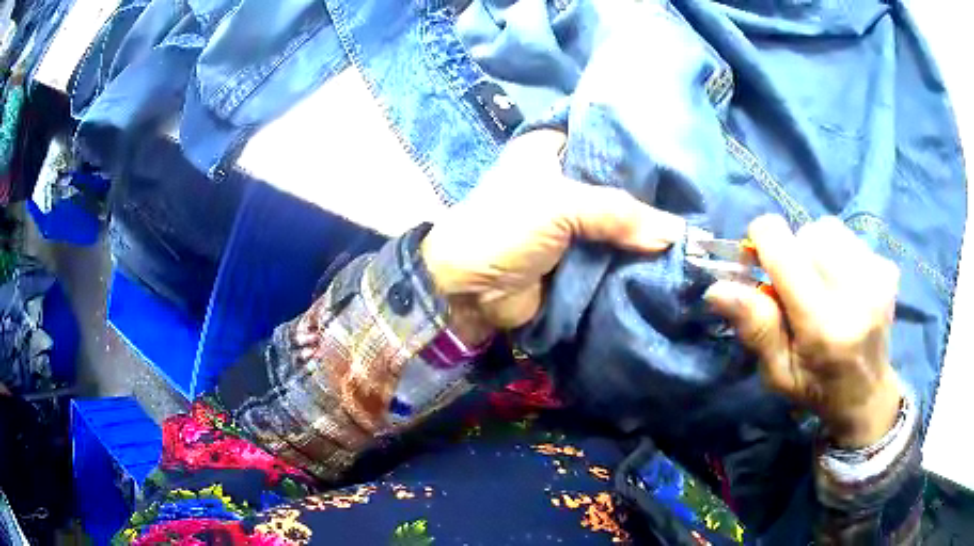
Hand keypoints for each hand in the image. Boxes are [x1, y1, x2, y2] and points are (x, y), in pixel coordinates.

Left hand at [421, 130, 685, 341]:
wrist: (470, 291)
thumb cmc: (504, 228)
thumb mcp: (560, 205)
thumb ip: (620, 213)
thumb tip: (677, 234)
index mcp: (552, 150)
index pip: (606, 140)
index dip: (641, 151)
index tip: (682, 159)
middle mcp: (566, 179)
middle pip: (619, 183)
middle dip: (652, 195)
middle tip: (697, 200)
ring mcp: (575, 220)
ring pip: (621, 220)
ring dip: (648, 230)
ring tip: (694, 229)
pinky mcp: (579, 254)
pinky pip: (615, 251)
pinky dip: (637, 256)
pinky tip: (673, 254)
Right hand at [705, 215, 901, 447]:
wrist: (867, 395)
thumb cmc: (817, 388)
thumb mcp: (777, 373)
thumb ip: (755, 329)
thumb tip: (717, 288)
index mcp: (823, 326)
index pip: (784, 248)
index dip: (762, 241)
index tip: (759, 261)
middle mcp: (856, 294)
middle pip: (807, 233)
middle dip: (793, 252)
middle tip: (797, 288)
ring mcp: (877, 278)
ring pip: (829, 229)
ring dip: (816, 249)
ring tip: (822, 285)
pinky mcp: (888, 269)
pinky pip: (850, 238)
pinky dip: (839, 254)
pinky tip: (845, 286)